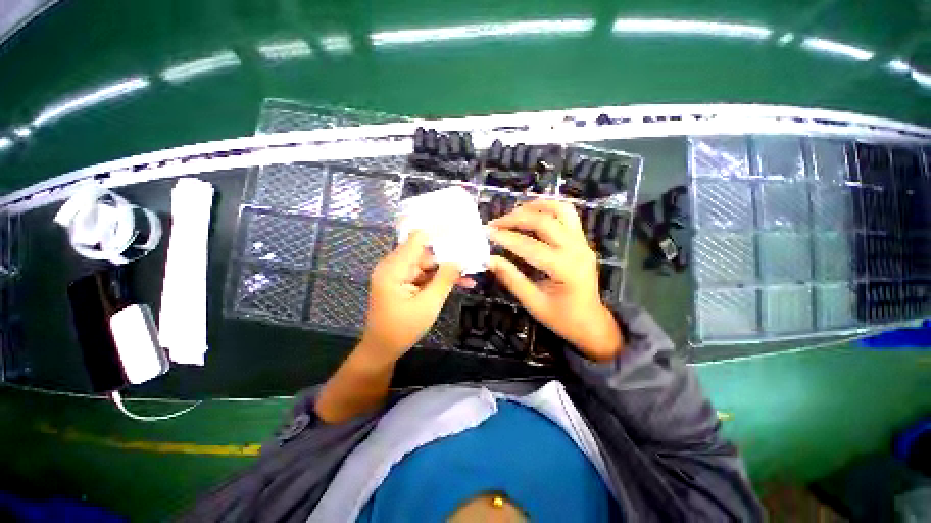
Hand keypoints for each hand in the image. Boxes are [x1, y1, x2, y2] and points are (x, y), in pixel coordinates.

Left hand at [360, 231, 461, 361]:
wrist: (383, 349)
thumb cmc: (403, 329)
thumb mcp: (429, 304)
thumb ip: (445, 278)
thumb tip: (460, 258)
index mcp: (394, 268)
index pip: (417, 238)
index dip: (439, 232)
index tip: (460, 230)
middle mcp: (394, 266)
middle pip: (425, 253)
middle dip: (448, 256)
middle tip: (472, 256)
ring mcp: (398, 274)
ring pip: (427, 265)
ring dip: (447, 271)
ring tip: (470, 275)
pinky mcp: (403, 282)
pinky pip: (424, 275)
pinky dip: (439, 279)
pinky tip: (459, 283)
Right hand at [488, 199, 622, 359]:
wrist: (591, 323)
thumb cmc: (562, 318)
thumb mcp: (533, 303)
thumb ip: (511, 279)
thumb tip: (489, 259)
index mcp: (565, 268)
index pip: (529, 246)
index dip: (505, 238)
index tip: (486, 232)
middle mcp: (576, 250)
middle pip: (544, 222)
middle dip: (516, 218)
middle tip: (496, 223)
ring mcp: (582, 243)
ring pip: (561, 210)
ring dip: (536, 207)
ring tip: (514, 212)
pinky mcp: (582, 241)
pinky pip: (567, 215)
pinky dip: (548, 209)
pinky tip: (533, 214)